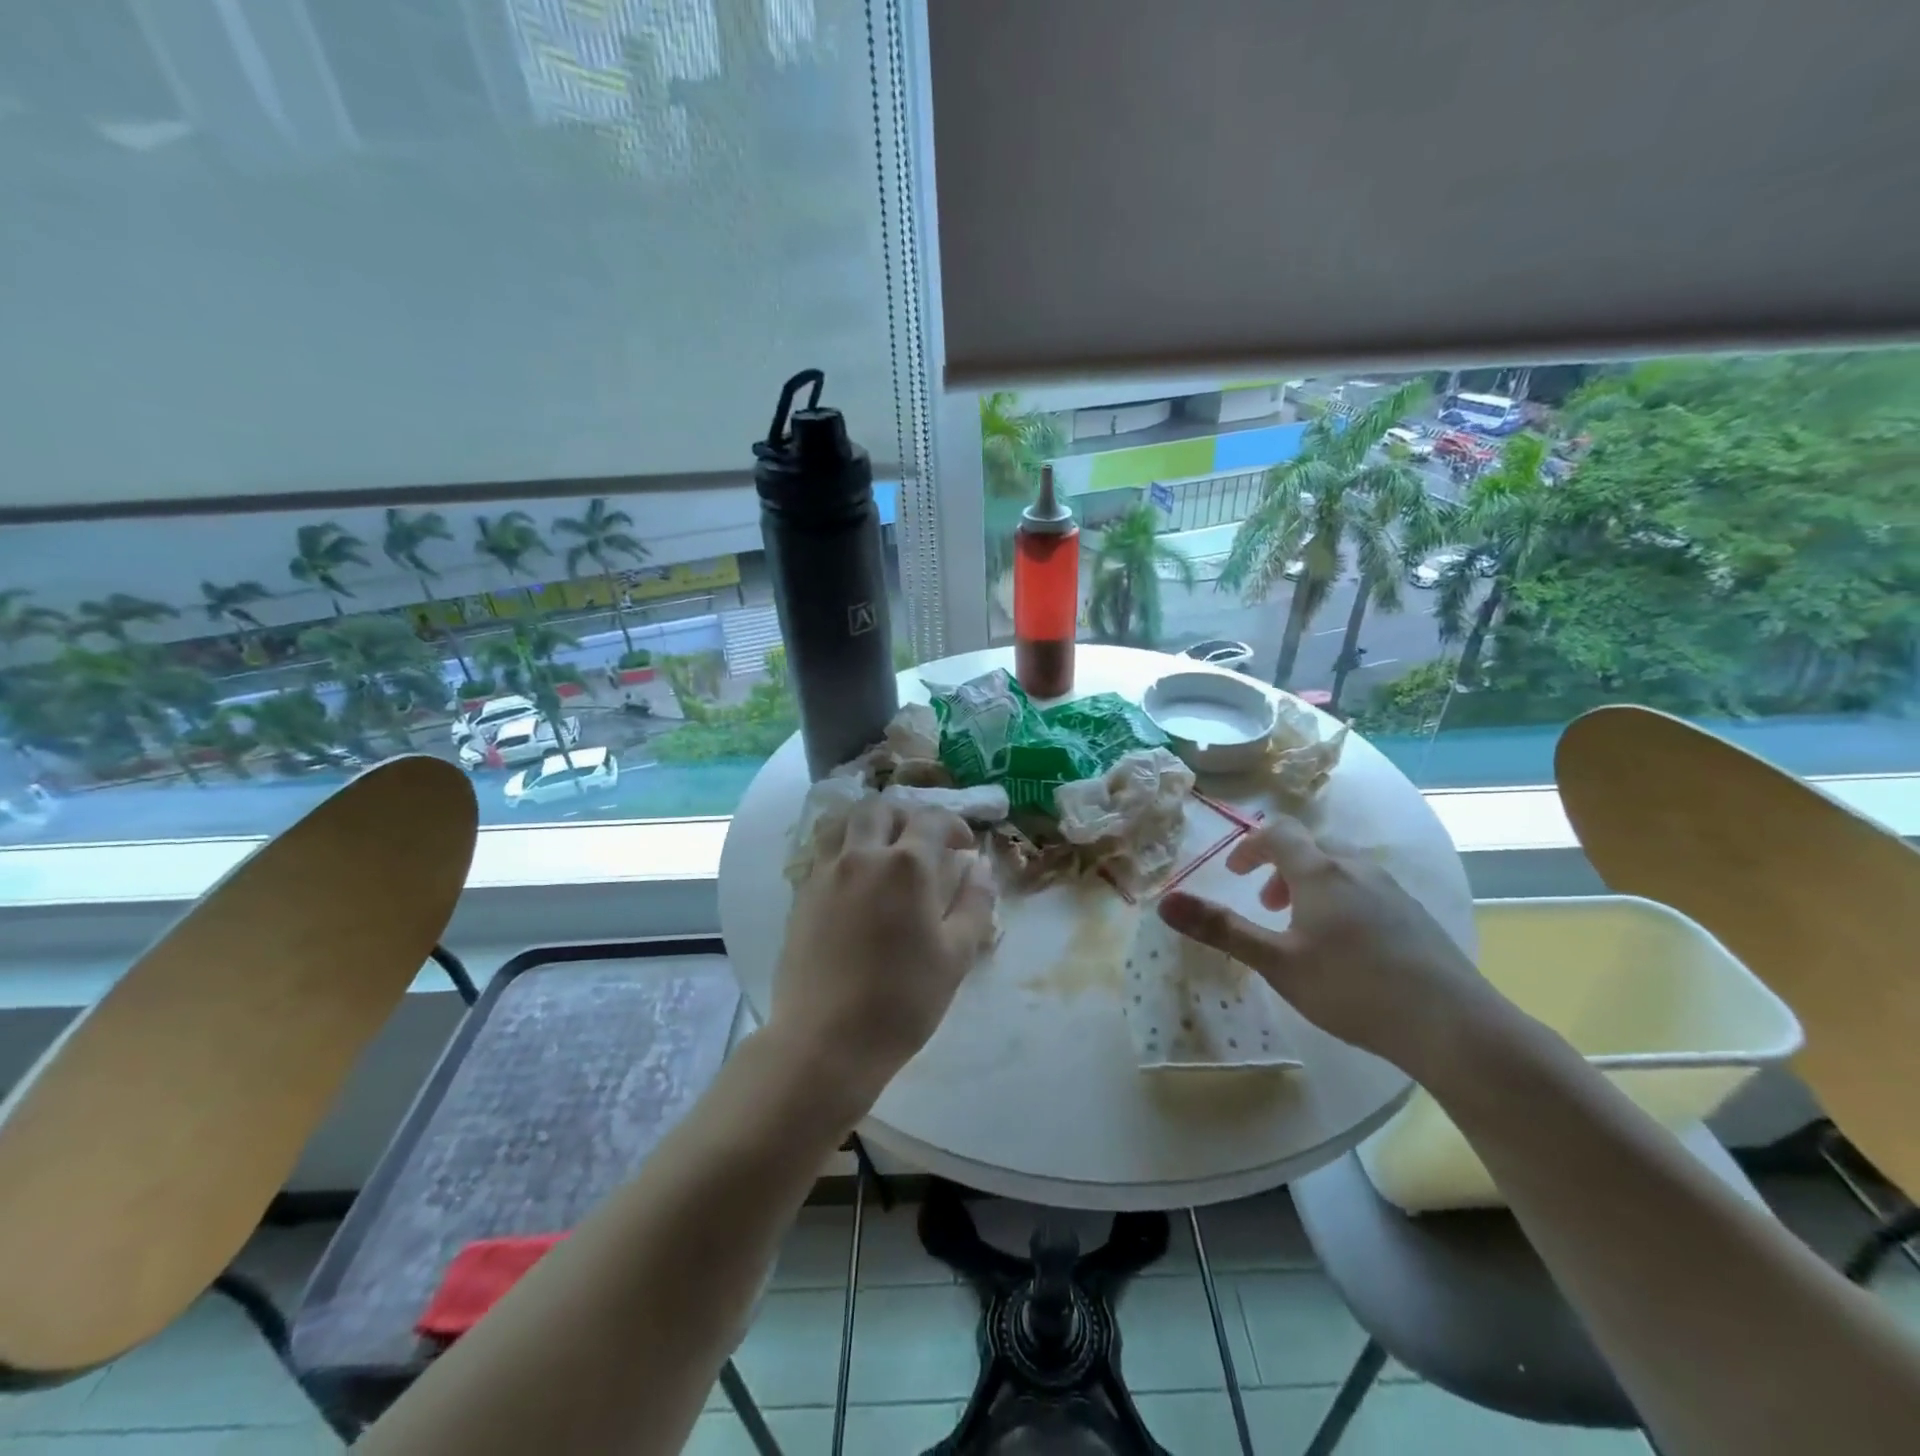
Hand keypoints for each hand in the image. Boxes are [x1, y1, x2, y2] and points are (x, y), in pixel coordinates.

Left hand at [769, 796, 996, 1115]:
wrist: (826, 1040)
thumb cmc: (902, 1001)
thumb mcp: (956, 956)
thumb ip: (974, 904)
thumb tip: (979, 868)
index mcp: (907, 866)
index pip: (932, 820)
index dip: (954, 824)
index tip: (965, 845)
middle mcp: (862, 856)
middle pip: (882, 809)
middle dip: (907, 816)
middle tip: (922, 843)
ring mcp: (825, 873)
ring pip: (843, 822)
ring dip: (868, 824)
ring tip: (882, 848)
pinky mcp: (801, 894)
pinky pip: (821, 851)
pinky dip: (841, 847)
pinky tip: (853, 877)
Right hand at [1158, 815, 1492, 1073]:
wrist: (1454, 1025)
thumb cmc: (1353, 988)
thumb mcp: (1276, 962)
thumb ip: (1221, 929)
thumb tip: (1164, 901)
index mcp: (1320, 871)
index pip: (1278, 832)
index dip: (1250, 845)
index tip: (1235, 874)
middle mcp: (1357, 868)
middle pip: (1311, 847)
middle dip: (1279, 867)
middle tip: (1265, 904)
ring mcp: (1392, 890)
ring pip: (1341, 867)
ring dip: (1310, 883)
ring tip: (1302, 926)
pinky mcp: (1415, 915)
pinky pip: (1366, 888)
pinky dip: (1341, 898)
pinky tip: (1347, 946)